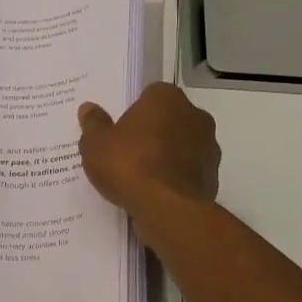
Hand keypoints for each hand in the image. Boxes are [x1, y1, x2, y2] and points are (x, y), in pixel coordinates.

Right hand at [77, 83, 219, 216]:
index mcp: (166, 98)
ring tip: (143, 177)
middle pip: (170, 119)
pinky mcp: (213, 175)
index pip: (151, 94)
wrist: (167, 207)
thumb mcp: (96, 145)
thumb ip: (94, 124)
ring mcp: (209, 146)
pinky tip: (158, 193)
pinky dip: (177, 178)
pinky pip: (189, 171)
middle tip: (129, 153)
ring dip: (168, 155)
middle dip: (154, 132)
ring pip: (183, 145)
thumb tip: (88, 108)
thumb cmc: (129, 165)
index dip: (135, 112)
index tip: (121, 131)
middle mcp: (194, 115)